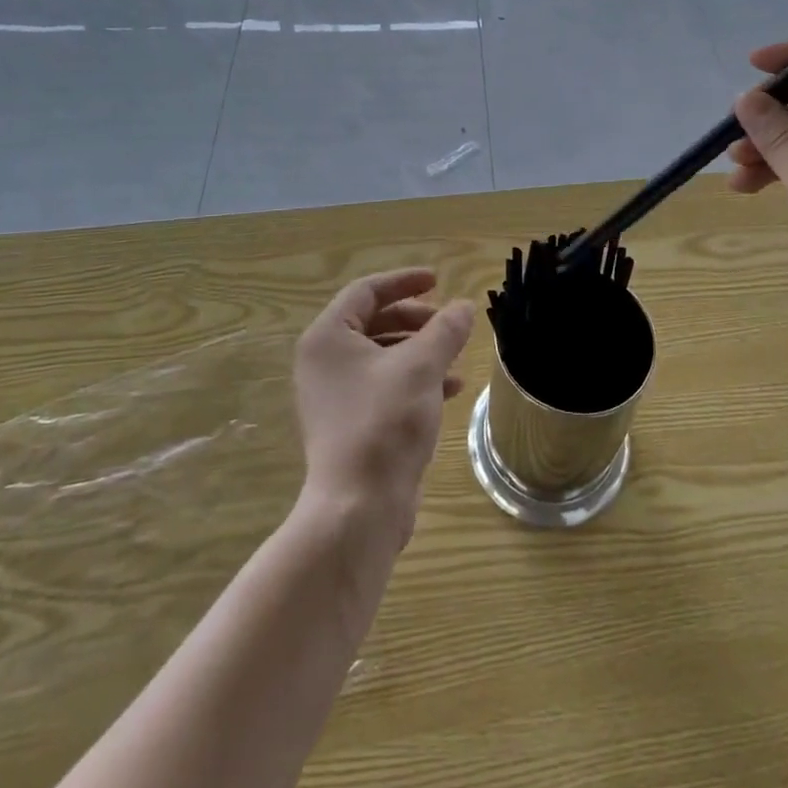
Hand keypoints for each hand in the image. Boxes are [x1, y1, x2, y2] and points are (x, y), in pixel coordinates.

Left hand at [292, 268, 474, 549]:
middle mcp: (323, 362)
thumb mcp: (421, 366)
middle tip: (448, 322)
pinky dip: (415, 379)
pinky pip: (384, 385)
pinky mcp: (350, 424)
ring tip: (455, 356)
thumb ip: (445, 330)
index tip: (438, 281)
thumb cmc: (385, 422)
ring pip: (382, 355)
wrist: (360, 507)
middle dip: (415, 319)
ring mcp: (334, 395)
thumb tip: (464, 306)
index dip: (404, 281)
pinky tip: (449, 388)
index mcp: (327, 338)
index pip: (366, 291)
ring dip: (420, 350)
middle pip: (373, 321)